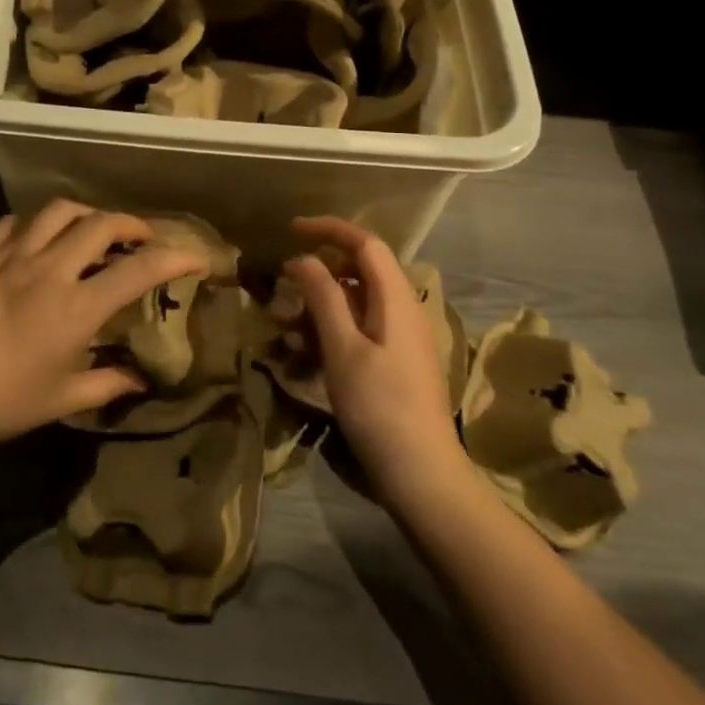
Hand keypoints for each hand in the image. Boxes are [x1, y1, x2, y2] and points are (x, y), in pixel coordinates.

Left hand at [0, 201, 203, 451]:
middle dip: (132, 224)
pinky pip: (14, 224)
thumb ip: (106, 385)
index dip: (176, 258)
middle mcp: (51, 270)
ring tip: (90, 229)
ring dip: (85, 214)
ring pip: (59, 211)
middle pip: (102, 224)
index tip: (196, 257)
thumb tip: (139, 381)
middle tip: (140, 238)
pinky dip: (34, 226)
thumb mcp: (59, 401)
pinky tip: (35, 241)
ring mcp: (12, 256)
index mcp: (77, 307)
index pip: (140, 269)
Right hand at [285, 217, 465, 503]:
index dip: (328, 229)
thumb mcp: (343, 348)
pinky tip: (303, 355)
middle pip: (358, 272)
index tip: (290, 230)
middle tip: (282, 289)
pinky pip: (358, 330)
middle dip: (317, 275)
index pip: (365, 243)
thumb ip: (323, 297)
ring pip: (354, 303)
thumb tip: (302, 259)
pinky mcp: (394, 362)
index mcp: (396, 298)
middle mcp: (402, 309)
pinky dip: (329, 332)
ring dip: (318, 307)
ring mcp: (400, 338)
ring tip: (283, 328)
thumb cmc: (380, 407)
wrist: (422, 474)